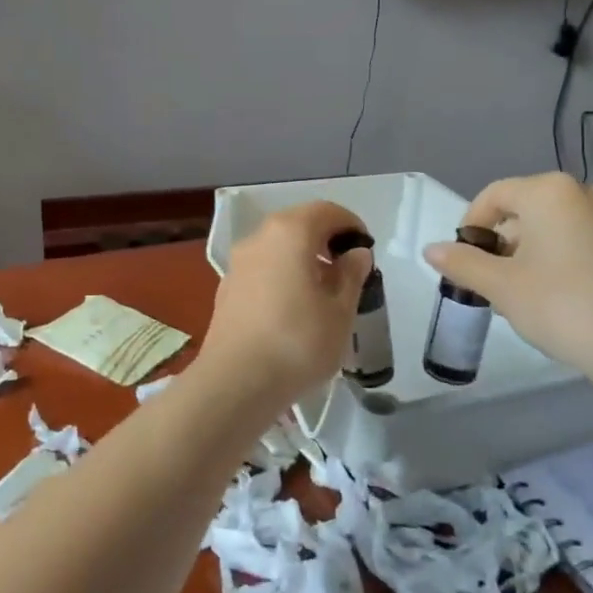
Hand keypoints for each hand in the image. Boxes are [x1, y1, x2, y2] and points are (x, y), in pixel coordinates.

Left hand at [194, 201, 373, 412]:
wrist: (236, 381)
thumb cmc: (298, 342)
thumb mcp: (340, 310)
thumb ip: (351, 275)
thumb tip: (355, 253)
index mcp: (289, 232)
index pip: (326, 211)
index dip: (351, 225)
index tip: (366, 251)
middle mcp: (258, 238)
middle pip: (298, 225)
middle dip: (326, 241)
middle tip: (348, 271)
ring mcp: (238, 263)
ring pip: (278, 248)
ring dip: (303, 259)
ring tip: (324, 293)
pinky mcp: (227, 288)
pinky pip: (262, 269)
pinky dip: (282, 275)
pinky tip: (294, 309)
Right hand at [423, 173, 592, 380]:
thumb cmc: (559, 304)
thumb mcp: (499, 285)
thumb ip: (461, 262)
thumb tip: (430, 249)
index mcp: (549, 192)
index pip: (493, 195)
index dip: (470, 226)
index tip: (462, 260)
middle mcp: (584, 193)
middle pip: (524, 209)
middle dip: (500, 242)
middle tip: (489, 280)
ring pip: (552, 226)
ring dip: (527, 251)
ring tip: (518, 292)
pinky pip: (579, 240)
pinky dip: (558, 258)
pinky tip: (553, 295)